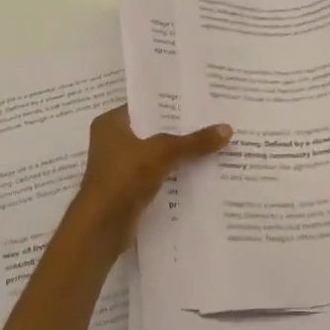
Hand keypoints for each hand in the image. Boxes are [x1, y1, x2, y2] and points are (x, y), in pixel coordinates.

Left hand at [67, 106, 231, 254]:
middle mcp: (113, 141)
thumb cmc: (124, 178)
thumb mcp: (162, 153)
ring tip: (214, 144)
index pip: (146, 105)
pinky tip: (201, 171)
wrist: (101, 228)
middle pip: (154, 130)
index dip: (172, 103)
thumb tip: (227, 129)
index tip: (201, 101)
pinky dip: (174, 173)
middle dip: (181, 129)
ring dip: (180, 153)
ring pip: (157, 153)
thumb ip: (194, 141)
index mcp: (111, 123)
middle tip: (214, 120)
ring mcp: (120, 166)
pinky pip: (157, 174)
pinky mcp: (129, 188)